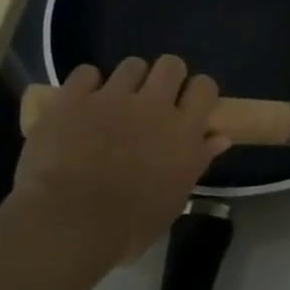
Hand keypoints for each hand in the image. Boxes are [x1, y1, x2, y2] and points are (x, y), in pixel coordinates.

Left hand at [13, 56, 228, 264]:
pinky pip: (86, 73)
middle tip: (154, 100)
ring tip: (116, 102)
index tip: (189, 106)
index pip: (204, 88)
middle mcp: (153, 105)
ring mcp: (112, 97)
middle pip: (171, 65)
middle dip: (165, 77)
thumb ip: (196, 161)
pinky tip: (81, 105)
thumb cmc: (129, 225)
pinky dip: (86, 86)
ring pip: (131, 64)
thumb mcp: (174, 200)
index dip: (197, 93)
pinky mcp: (74, 98)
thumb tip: (219, 138)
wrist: (70, 223)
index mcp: (183, 131)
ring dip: (128, 80)